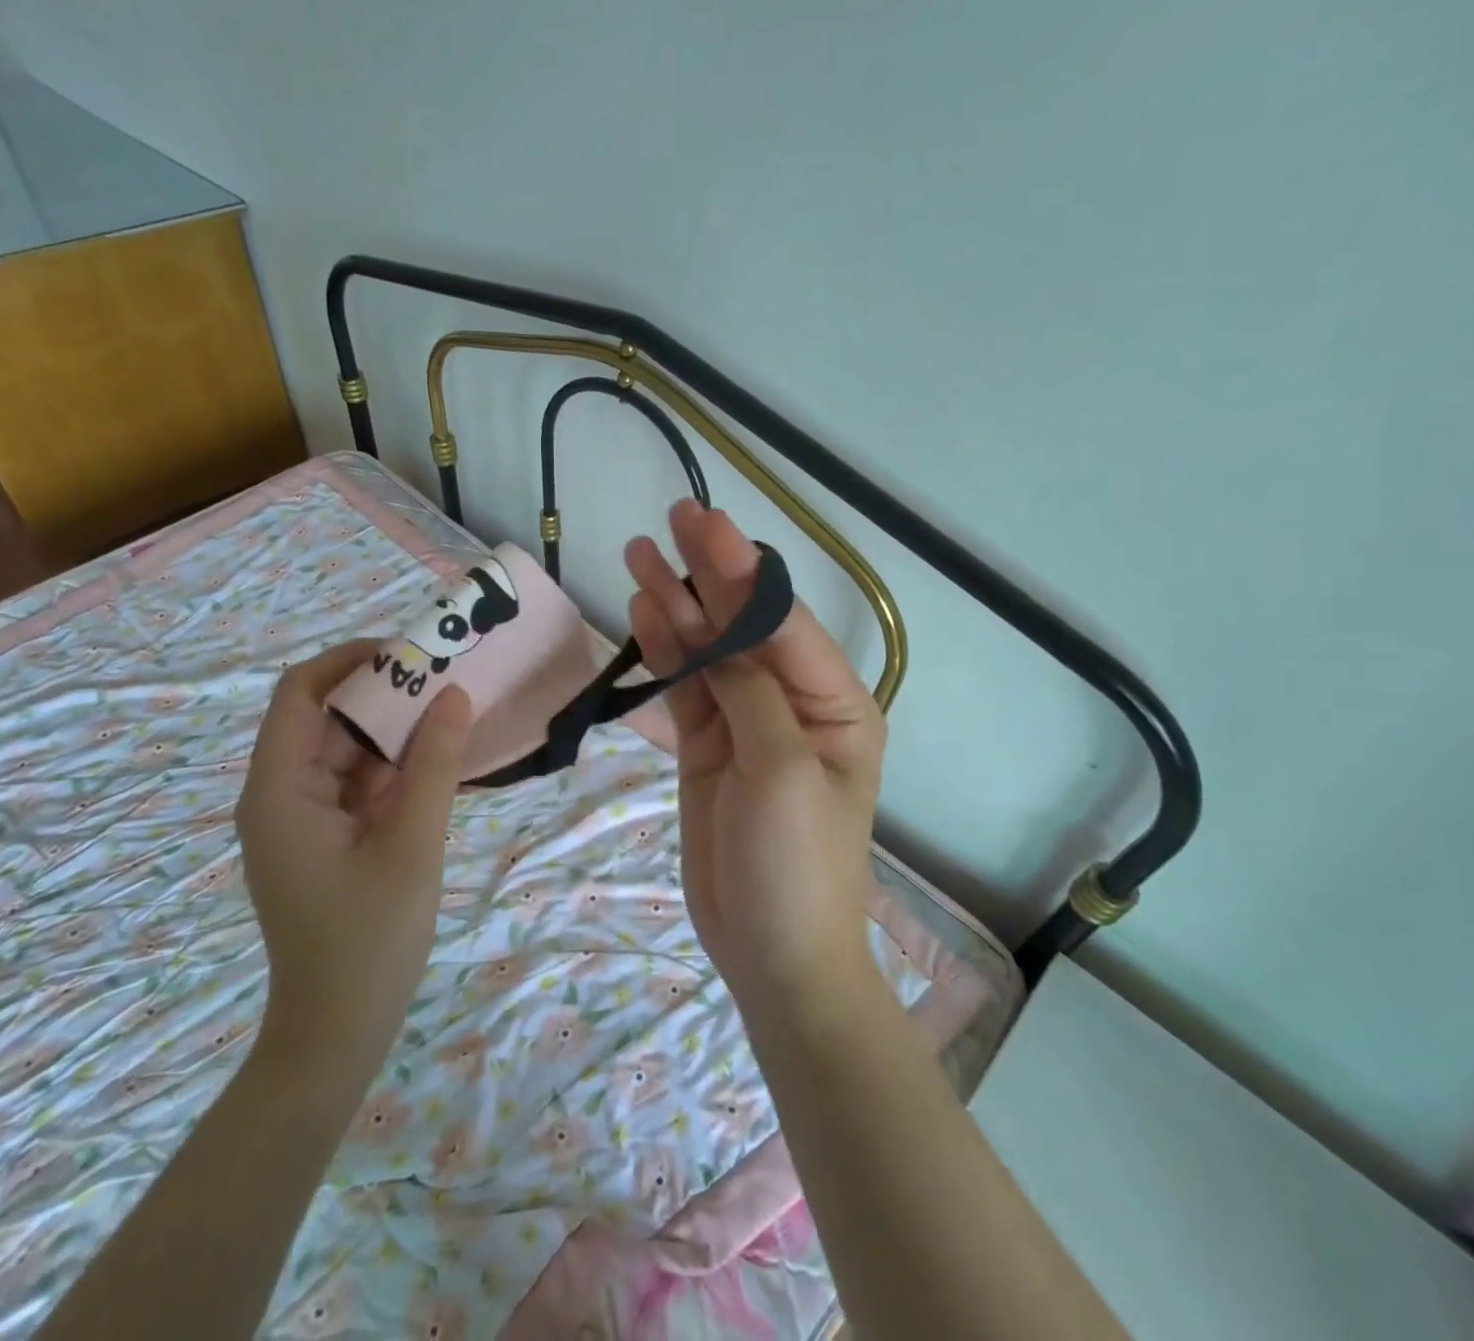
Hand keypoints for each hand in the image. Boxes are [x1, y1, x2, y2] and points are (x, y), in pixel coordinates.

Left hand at [234, 641, 472, 1081]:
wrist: (338, 1035)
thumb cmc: (368, 940)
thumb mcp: (411, 844)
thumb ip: (432, 765)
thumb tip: (455, 695)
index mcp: (279, 790)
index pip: (300, 694)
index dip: (349, 661)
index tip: (408, 652)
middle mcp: (281, 795)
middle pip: (326, 720)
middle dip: (383, 694)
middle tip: (445, 678)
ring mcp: (303, 820)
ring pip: (346, 753)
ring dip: (394, 732)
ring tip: (451, 710)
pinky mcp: (326, 841)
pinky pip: (358, 786)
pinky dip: (394, 769)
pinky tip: (439, 760)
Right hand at [626, 501, 887, 1018]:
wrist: (771, 952)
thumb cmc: (797, 863)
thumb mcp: (782, 770)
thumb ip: (750, 693)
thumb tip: (719, 634)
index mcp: (834, 703)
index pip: (780, 623)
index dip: (741, 571)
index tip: (704, 525)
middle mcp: (792, 702)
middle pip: (743, 626)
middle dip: (708, 574)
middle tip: (671, 520)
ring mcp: (745, 723)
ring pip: (707, 651)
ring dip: (676, 606)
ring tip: (639, 557)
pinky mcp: (708, 746)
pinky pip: (686, 688)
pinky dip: (664, 652)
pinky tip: (643, 614)